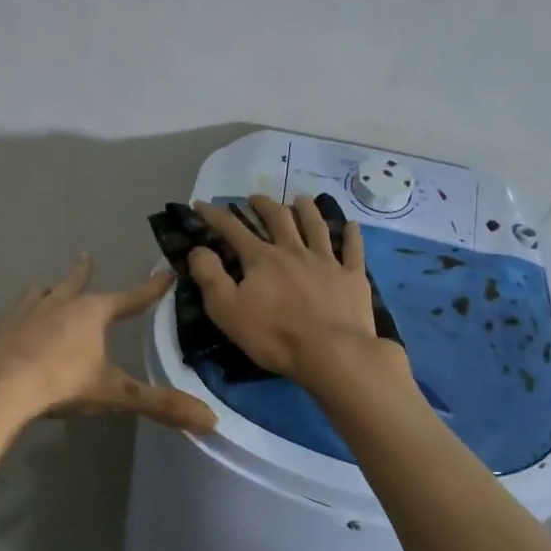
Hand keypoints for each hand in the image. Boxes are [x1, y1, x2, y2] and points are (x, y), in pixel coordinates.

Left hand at [0, 255, 216, 434]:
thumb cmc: (60, 384)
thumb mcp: (114, 395)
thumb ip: (159, 405)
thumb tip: (211, 419)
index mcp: (90, 313)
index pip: (130, 298)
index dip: (150, 288)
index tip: (166, 272)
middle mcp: (57, 305)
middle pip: (74, 284)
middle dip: (83, 273)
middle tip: (86, 256)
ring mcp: (23, 315)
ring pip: (38, 295)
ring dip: (46, 291)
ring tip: (44, 286)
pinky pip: (7, 319)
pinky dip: (12, 319)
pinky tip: (6, 323)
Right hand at [188, 195, 385, 383]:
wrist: (332, 353)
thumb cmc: (274, 336)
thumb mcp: (227, 311)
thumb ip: (210, 277)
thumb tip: (198, 249)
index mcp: (262, 260)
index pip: (233, 230)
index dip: (215, 215)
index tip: (201, 204)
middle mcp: (294, 251)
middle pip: (278, 219)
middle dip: (264, 205)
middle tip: (255, 197)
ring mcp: (327, 262)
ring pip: (316, 226)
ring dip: (307, 209)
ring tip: (301, 199)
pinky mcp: (352, 277)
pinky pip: (353, 249)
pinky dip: (351, 235)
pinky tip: (352, 225)